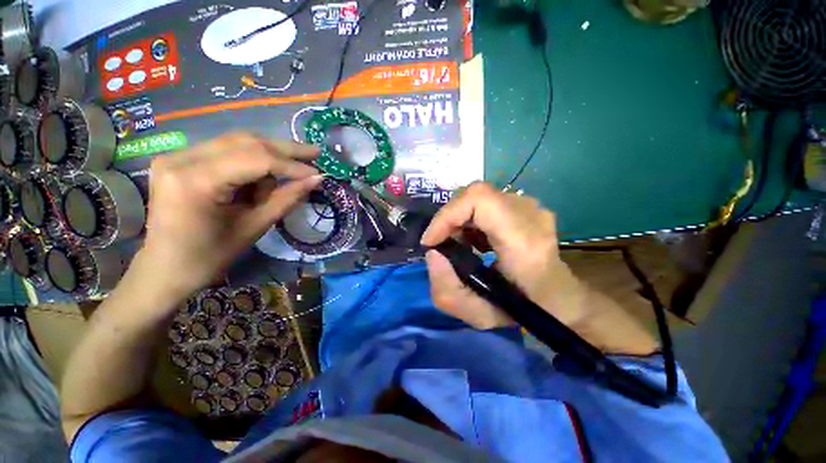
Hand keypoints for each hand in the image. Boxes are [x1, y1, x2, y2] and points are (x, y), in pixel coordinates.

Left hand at [138, 133, 321, 298]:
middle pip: (245, 142)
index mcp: (195, 181)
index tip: (318, 172)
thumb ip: (287, 198)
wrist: (166, 268)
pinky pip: (226, 150)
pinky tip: (262, 177)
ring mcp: (177, 155)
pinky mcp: (180, 159)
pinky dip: (251, 161)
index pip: (255, 159)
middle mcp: (181, 158)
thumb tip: (316, 179)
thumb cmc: (210, 256)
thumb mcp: (255, 227)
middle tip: (315, 153)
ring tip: (285, 177)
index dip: (291, 165)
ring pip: (237, 142)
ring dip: (269, 157)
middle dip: (285, 150)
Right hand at [421, 182, 586, 328]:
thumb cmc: (524, 310)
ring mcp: (532, 207)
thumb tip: (433, 253)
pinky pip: (488, 202)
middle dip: (449, 217)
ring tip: (455, 242)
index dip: (448, 214)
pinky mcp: (527, 206)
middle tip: (440, 243)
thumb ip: (446, 289)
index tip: (432, 241)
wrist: (559, 298)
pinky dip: (470, 217)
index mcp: (524, 240)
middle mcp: (531, 214)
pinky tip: (471, 238)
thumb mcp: (479, 315)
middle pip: (476, 195)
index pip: (479, 199)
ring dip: (458, 218)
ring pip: (480, 197)